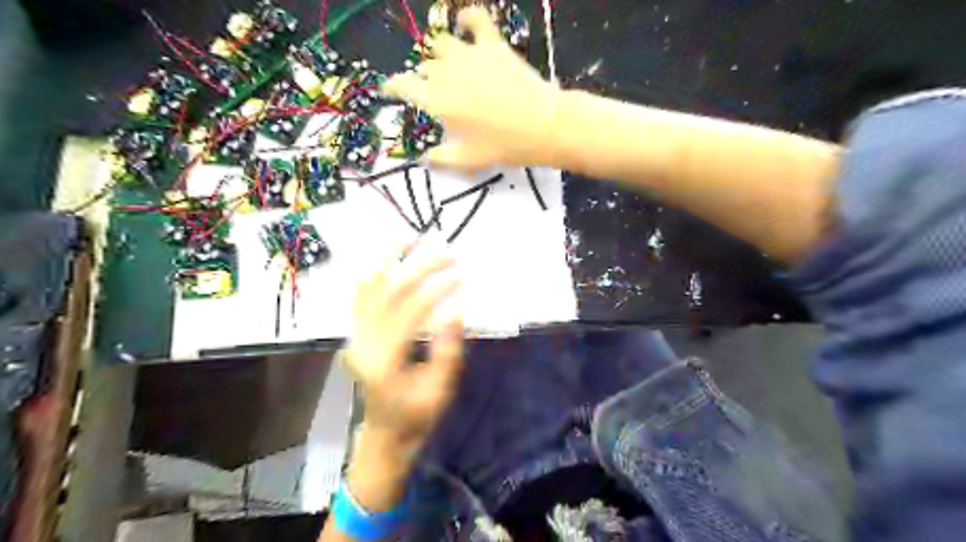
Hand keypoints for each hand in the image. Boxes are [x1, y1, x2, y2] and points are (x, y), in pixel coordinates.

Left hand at [345, 246, 464, 451]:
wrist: (384, 435)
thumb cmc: (416, 418)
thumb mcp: (440, 391)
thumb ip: (447, 351)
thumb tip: (455, 309)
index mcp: (385, 361)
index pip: (411, 311)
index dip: (438, 289)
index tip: (461, 276)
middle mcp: (363, 343)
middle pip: (391, 292)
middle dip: (421, 268)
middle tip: (449, 255)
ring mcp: (355, 337)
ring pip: (368, 288)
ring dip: (389, 259)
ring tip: (410, 237)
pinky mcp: (355, 335)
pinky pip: (359, 297)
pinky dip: (372, 274)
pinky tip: (386, 259)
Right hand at [386, 7, 563, 171]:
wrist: (543, 125)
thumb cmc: (504, 146)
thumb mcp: (469, 161)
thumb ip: (440, 158)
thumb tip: (422, 158)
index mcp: (437, 101)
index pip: (403, 85)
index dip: (393, 86)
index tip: (390, 89)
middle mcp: (446, 72)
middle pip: (425, 67)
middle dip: (426, 79)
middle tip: (438, 94)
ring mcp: (469, 54)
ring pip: (442, 44)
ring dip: (440, 55)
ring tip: (449, 66)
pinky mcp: (492, 44)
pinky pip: (475, 18)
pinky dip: (467, 19)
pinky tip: (464, 23)